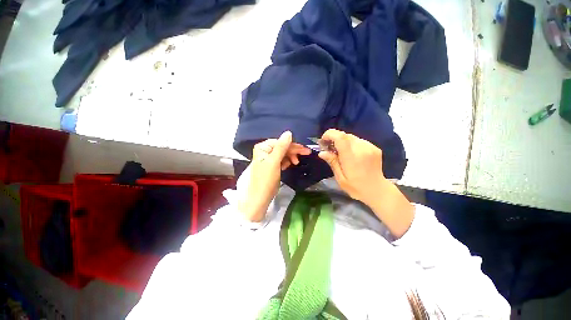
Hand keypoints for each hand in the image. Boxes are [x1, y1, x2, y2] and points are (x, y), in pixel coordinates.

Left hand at [239, 131, 310, 221]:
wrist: (259, 198)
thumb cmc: (265, 179)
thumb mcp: (274, 162)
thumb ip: (281, 147)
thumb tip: (288, 132)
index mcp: (263, 147)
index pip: (280, 142)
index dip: (293, 145)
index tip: (304, 150)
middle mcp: (265, 151)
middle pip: (282, 147)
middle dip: (293, 151)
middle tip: (307, 153)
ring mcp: (268, 159)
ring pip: (283, 154)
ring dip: (290, 157)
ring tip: (295, 163)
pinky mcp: (272, 166)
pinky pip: (281, 160)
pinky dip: (286, 162)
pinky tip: (289, 165)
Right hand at [317, 129, 386, 205]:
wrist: (377, 190)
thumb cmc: (356, 187)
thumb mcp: (340, 178)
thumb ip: (332, 162)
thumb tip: (322, 152)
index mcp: (352, 158)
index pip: (340, 137)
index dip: (330, 134)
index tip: (323, 140)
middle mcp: (362, 149)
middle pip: (345, 135)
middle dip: (335, 139)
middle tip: (330, 149)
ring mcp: (370, 147)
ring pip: (352, 137)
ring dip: (343, 142)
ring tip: (341, 153)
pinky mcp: (375, 148)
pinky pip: (359, 141)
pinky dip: (352, 144)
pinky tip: (352, 154)